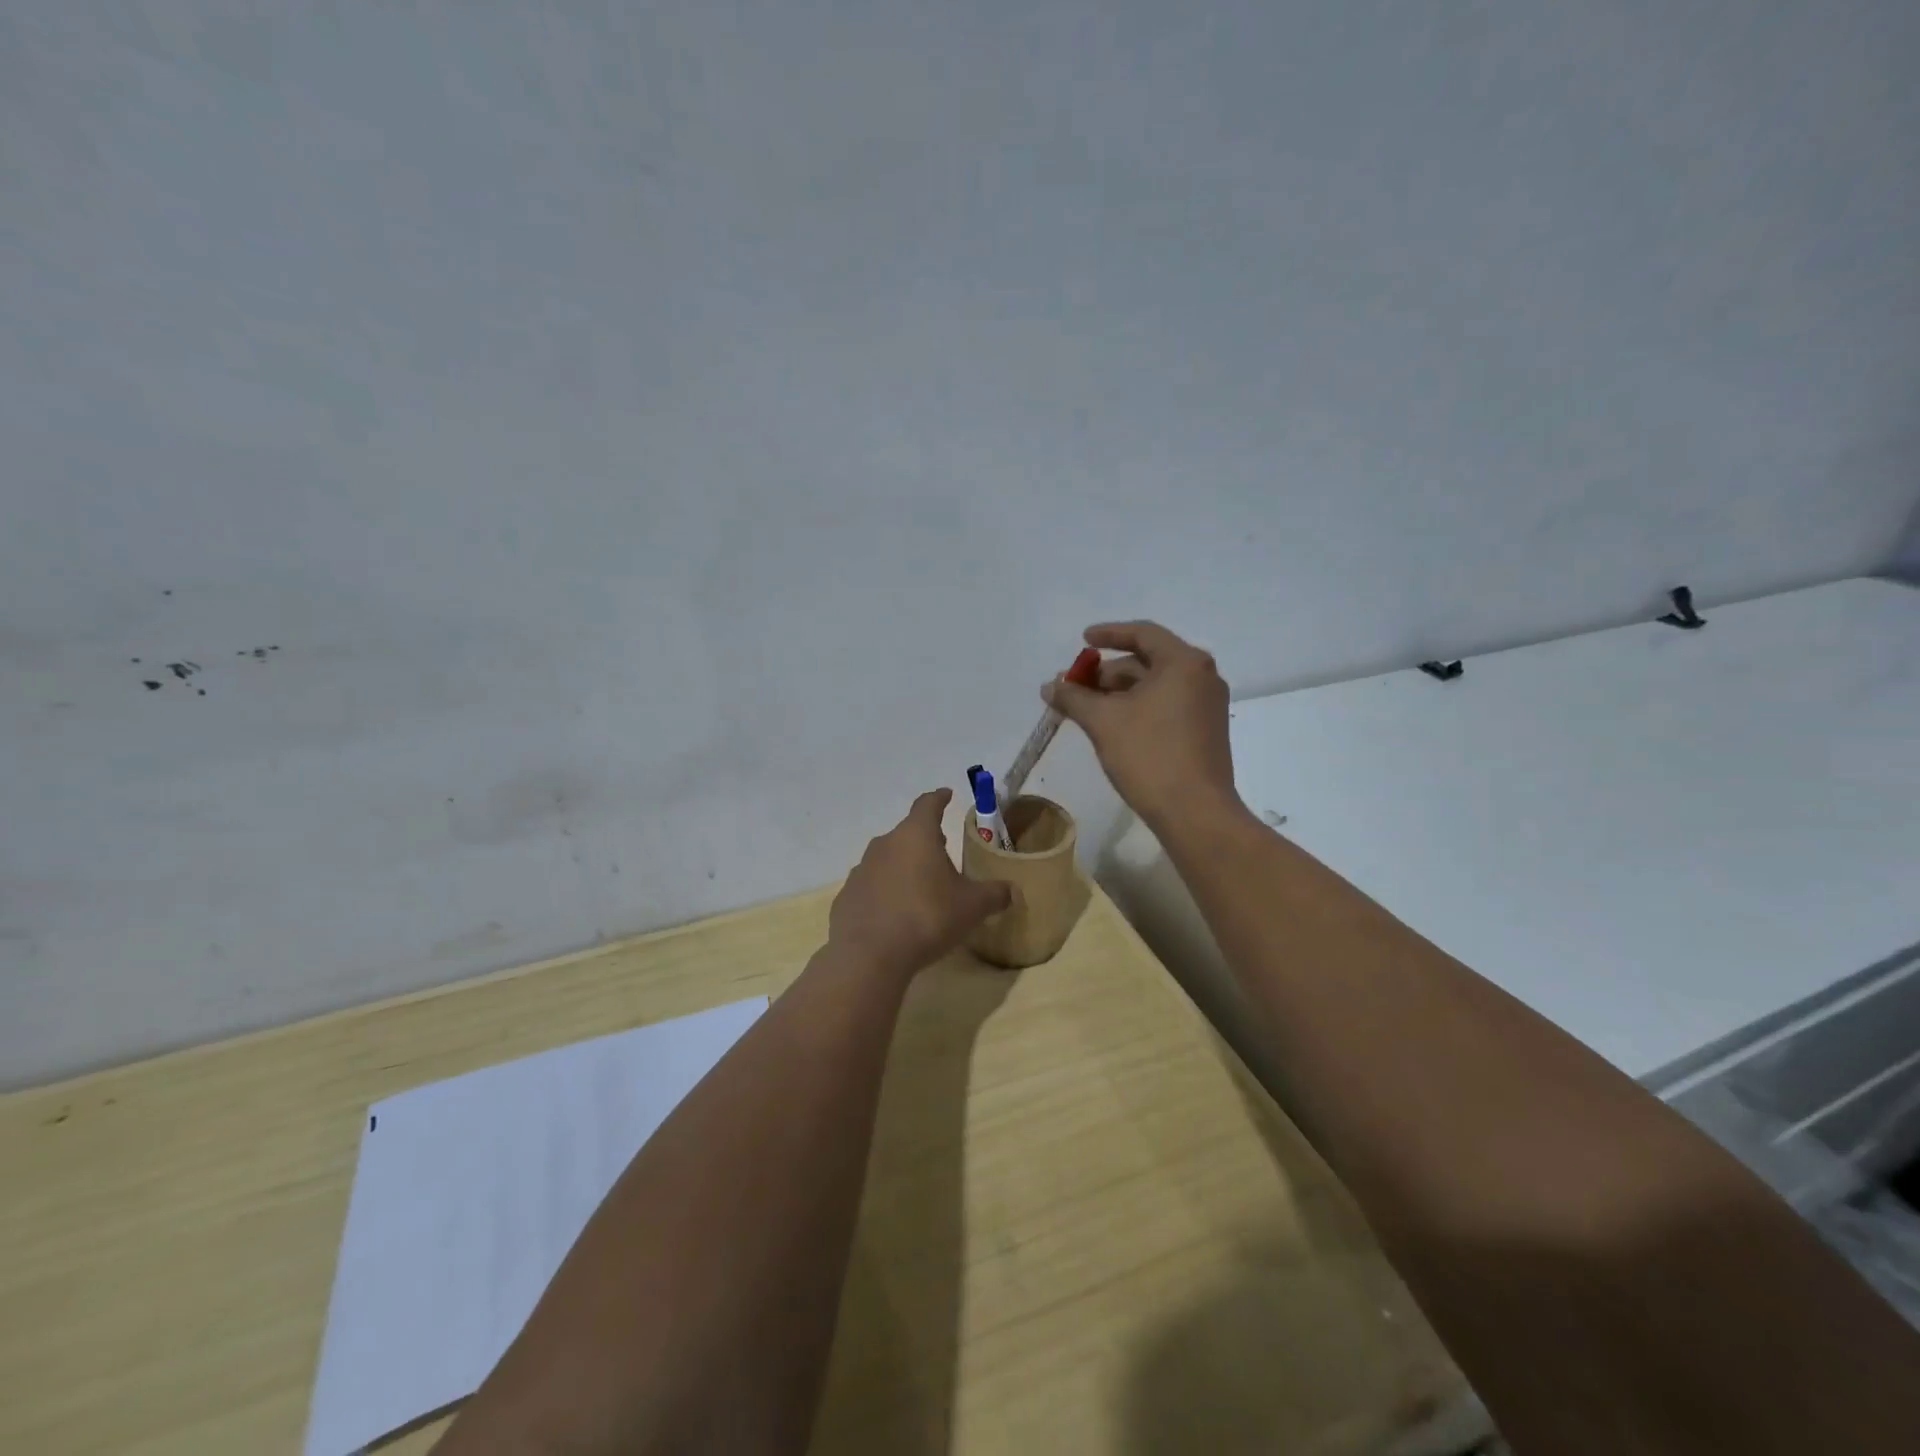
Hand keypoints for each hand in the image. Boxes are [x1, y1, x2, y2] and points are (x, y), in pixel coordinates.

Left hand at [829, 789, 1013, 977]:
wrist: (869, 955)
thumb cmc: (927, 918)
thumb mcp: (972, 907)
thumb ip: (994, 894)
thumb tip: (1011, 890)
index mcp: (916, 835)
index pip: (928, 804)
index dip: (939, 799)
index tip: (946, 795)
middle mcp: (885, 844)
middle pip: (908, 833)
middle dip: (925, 840)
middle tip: (943, 851)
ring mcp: (861, 869)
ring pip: (888, 859)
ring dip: (904, 867)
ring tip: (920, 887)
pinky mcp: (847, 896)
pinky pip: (871, 887)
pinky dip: (885, 893)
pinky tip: (895, 915)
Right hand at [1044, 621, 1240, 832]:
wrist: (1195, 812)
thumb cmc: (1149, 755)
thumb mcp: (1103, 722)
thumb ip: (1073, 697)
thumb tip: (1050, 686)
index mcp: (1184, 663)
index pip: (1143, 633)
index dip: (1109, 634)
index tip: (1083, 640)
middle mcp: (1202, 677)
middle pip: (1148, 661)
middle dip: (1108, 672)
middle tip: (1076, 686)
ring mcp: (1207, 706)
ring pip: (1157, 687)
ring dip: (1120, 693)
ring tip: (1088, 709)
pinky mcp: (1205, 732)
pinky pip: (1167, 706)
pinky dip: (1138, 708)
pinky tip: (1113, 726)